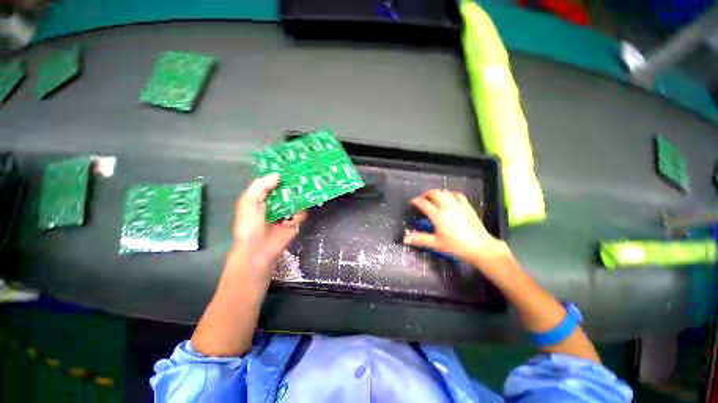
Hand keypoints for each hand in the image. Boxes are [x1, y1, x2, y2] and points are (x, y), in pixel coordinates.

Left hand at [229, 173, 306, 280]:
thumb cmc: (250, 224)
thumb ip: (261, 186)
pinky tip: (293, 216)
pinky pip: (302, 213)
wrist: (258, 249)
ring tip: (309, 188)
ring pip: (298, 200)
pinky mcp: (295, 222)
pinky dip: (300, 213)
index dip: (282, 175)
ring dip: (301, 196)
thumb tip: (278, 175)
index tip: (291, 165)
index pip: (274, 183)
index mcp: (264, 197)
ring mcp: (287, 212)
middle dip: (296, 184)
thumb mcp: (249, 201)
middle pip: (289, 190)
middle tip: (306, 174)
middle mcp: (277, 203)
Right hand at [403, 189, 509, 266]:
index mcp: (438, 215)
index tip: (412, 202)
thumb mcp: (436, 243)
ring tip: (434, 198)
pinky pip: (458, 195)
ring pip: (446, 192)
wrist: (480, 247)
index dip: (416, 201)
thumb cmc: (456, 246)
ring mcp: (458, 205)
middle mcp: (447, 206)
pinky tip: (450, 198)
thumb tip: (405, 239)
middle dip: (427, 194)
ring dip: (438, 193)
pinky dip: (451, 194)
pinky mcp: (467, 207)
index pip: (424, 203)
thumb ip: (420, 239)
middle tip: (423, 199)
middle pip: (435, 193)